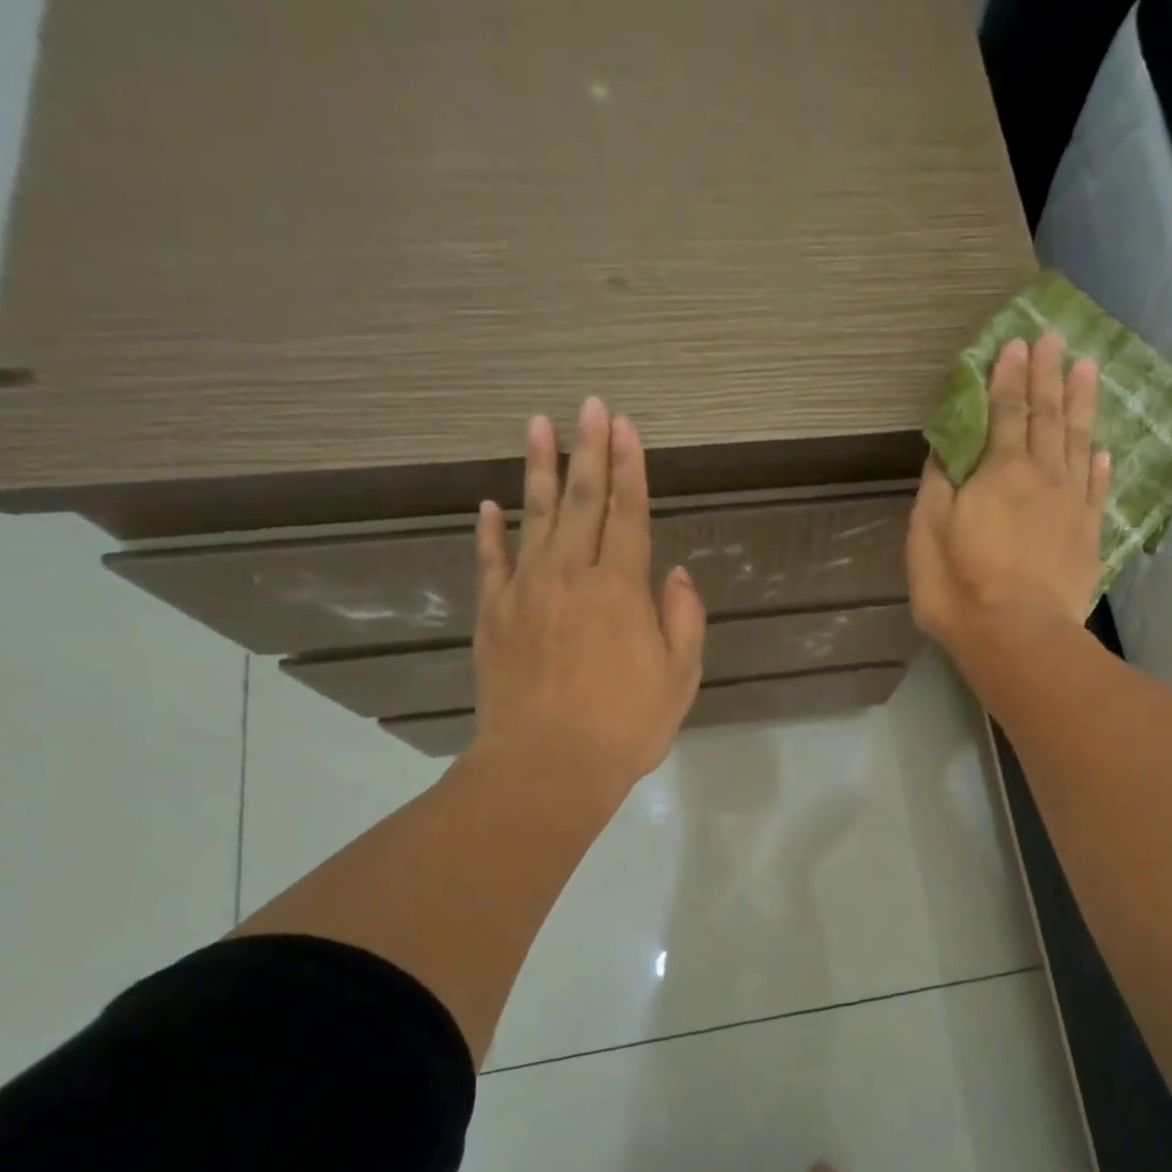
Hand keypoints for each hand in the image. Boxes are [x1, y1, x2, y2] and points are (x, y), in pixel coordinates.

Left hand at [465, 397, 705, 797]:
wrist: (546, 766)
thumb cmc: (625, 726)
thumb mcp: (680, 677)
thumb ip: (682, 618)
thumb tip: (673, 573)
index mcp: (621, 589)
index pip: (628, 514)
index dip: (629, 469)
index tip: (625, 427)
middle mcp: (571, 576)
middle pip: (581, 502)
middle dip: (589, 452)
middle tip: (589, 405)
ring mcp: (525, 592)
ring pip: (532, 517)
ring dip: (538, 469)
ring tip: (538, 425)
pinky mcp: (493, 616)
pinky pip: (490, 562)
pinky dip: (489, 531)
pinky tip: (488, 505)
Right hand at [906, 333, 1109, 665]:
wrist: (1019, 636)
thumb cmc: (960, 586)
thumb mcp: (928, 533)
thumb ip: (938, 485)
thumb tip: (946, 448)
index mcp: (999, 471)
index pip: (1005, 411)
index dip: (1008, 377)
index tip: (1015, 344)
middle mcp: (1041, 475)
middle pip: (1046, 415)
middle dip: (1047, 375)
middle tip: (1054, 339)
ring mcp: (1071, 504)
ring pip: (1078, 441)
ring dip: (1081, 403)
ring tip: (1087, 368)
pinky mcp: (1088, 535)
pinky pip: (1096, 488)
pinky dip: (1098, 464)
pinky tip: (1100, 449)